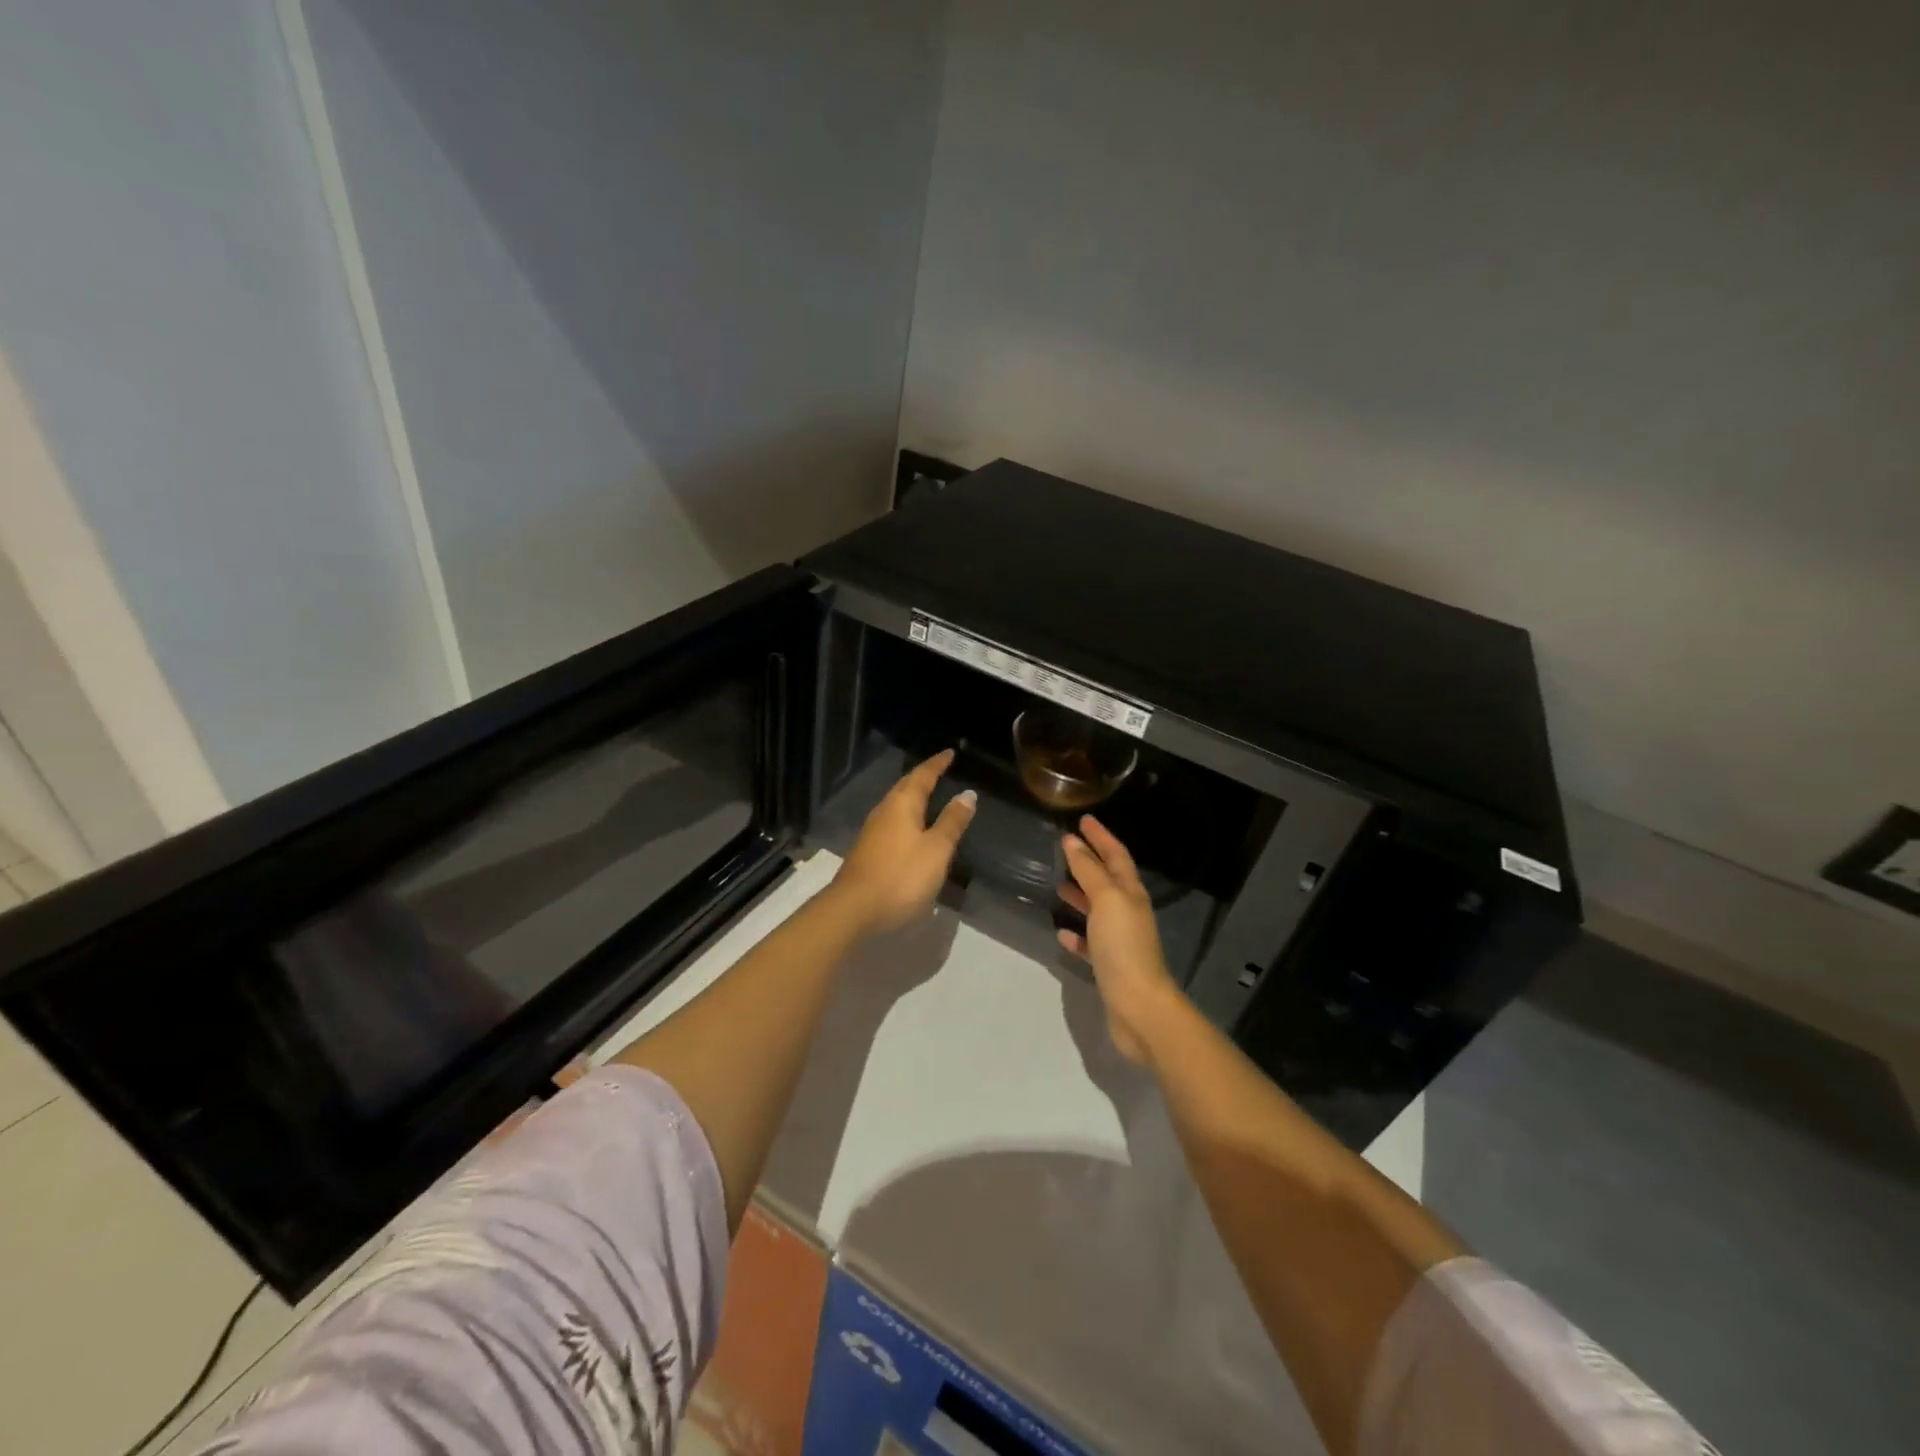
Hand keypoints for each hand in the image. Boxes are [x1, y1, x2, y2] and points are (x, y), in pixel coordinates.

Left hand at [831, 749, 975, 934]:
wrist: (854, 909)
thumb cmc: (901, 876)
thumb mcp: (936, 849)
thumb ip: (952, 822)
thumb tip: (967, 794)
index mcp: (902, 805)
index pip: (922, 776)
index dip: (937, 764)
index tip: (949, 753)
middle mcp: (884, 811)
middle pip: (905, 787)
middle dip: (923, 777)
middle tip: (939, 770)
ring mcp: (872, 832)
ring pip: (896, 805)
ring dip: (912, 797)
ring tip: (928, 796)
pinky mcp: (868, 851)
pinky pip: (891, 822)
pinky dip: (906, 817)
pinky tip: (912, 829)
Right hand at [1058, 816, 1181, 1063]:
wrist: (1140, 1008)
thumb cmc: (1124, 947)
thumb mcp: (1106, 900)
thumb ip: (1089, 871)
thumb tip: (1072, 841)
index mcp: (1131, 894)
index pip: (1116, 856)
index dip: (1101, 837)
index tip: (1084, 819)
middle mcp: (1128, 913)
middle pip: (1108, 880)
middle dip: (1090, 862)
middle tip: (1067, 848)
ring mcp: (1120, 941)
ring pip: (1098, 910)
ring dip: (1081, 895)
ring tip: (1058, 885)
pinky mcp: (1109, 967)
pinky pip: (1090, 943)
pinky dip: (1077, 935)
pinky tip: (1061, 933)